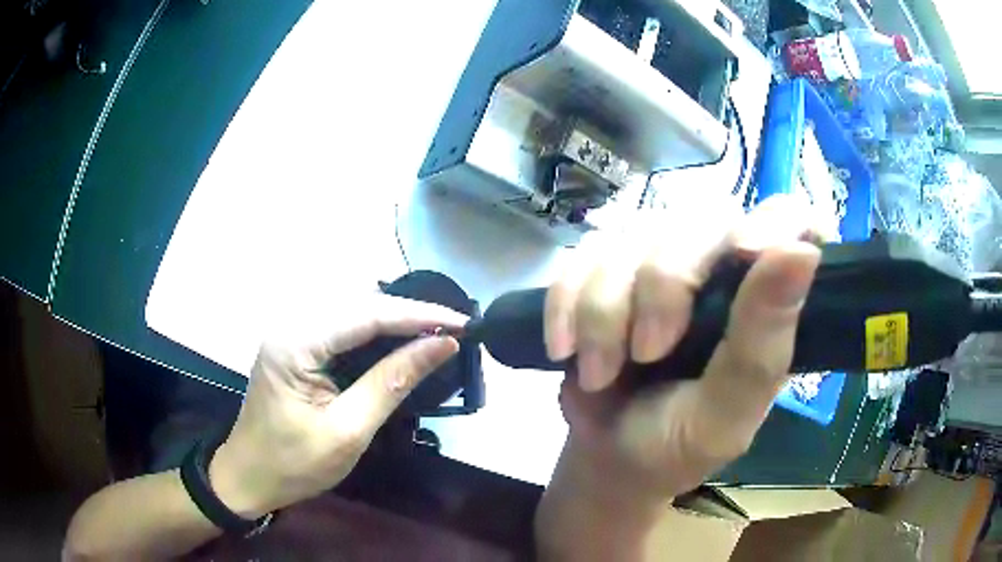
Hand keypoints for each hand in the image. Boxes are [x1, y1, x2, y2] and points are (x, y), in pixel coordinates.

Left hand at [207, 295, 465, 518]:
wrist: (249, 477)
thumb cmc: (294, 464)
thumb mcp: (348, 430)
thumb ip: (393, 383)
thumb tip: (442, 346)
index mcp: (296, 342)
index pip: (366, 314)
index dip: (419, 316)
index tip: (463, 323)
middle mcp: (291, 325)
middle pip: (359, 305)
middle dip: (410, 315)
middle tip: (455, 329)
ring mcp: (292, 333)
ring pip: (353, 313)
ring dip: (396, 321)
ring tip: (437, 331)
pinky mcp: (297, 346)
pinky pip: (343, 329)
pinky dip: (376, 334)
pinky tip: (400, 342)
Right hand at [545, 195, 822, 503]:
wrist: (608, 455)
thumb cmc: (679, 443)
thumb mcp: (728, 413)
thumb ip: (763, 344)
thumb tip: (803, 252)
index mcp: (764, 296)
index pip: (791, 220)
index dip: (774, 221)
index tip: (747, 251)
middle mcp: (717, 262)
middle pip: (694, 224)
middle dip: (661, 289)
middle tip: (646, 354)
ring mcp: (658, 259)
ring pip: (629, 239)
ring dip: (603, 311)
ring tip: (600, 374)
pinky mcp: (606, 266)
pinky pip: (580, 257)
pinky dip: (564, 304)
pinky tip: (564, 349)